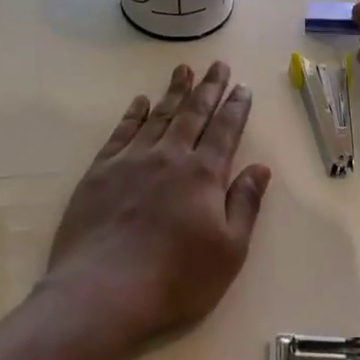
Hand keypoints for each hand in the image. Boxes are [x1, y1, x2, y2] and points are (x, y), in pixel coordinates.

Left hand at [43, 62, 270, 354]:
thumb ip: (245, 204)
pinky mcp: (100, 172)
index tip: (242, 87)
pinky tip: (140, 102)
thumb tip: (260, 168)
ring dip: (174, 92)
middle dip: (208, 88)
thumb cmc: (175, 280)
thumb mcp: (229, 251)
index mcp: (204, 175)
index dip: (236, 107)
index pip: (225, 131)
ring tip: (183, 70)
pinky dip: (134, 114)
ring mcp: (132, 161)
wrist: (101, 293)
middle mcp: (170, 157)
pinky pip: (122, 132)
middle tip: (217, 65)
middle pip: (193, 114)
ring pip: (159, 116)